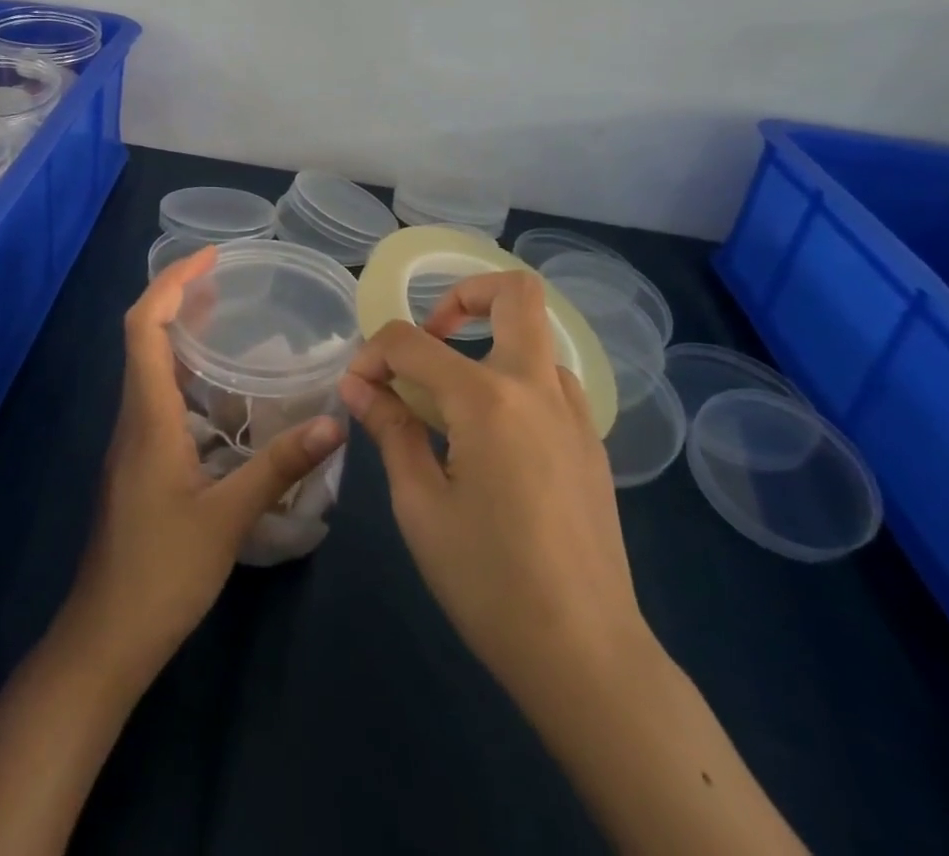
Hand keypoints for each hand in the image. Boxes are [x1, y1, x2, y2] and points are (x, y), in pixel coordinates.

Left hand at [66, 245, 345, 681]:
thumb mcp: (228, 517)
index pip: (145, 326)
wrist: (105, 637)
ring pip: (154, 370)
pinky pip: (164, 401)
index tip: (209, 257)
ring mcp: (135, 441)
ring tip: (234, 326)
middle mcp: (135, 416)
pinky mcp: (142, 463)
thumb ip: (280, 466)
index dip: (171, 283)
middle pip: (146, 337)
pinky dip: (192, 381)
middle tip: (229, 281)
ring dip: (187, 339)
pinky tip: (230, 400)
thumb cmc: (160, 572)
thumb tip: (336, 423)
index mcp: (148, 415)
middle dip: (181, 299)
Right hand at [339, 271, 648, 694]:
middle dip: (463, 294)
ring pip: (535, 337)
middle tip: (431, 336)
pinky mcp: (591, 442)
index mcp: (486, 399)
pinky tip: (492, 437)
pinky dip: (513, 381)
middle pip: (514, 292)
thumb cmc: (488, 582)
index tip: (359, 387)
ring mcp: (573, 412)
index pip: (411, 342)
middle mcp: (536, 387)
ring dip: (490, 343)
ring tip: (454, 397)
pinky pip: (550, 381)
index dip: (373, 353)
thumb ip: (389, 429)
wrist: (587, 655)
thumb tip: (357, 383)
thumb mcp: (419, 505)